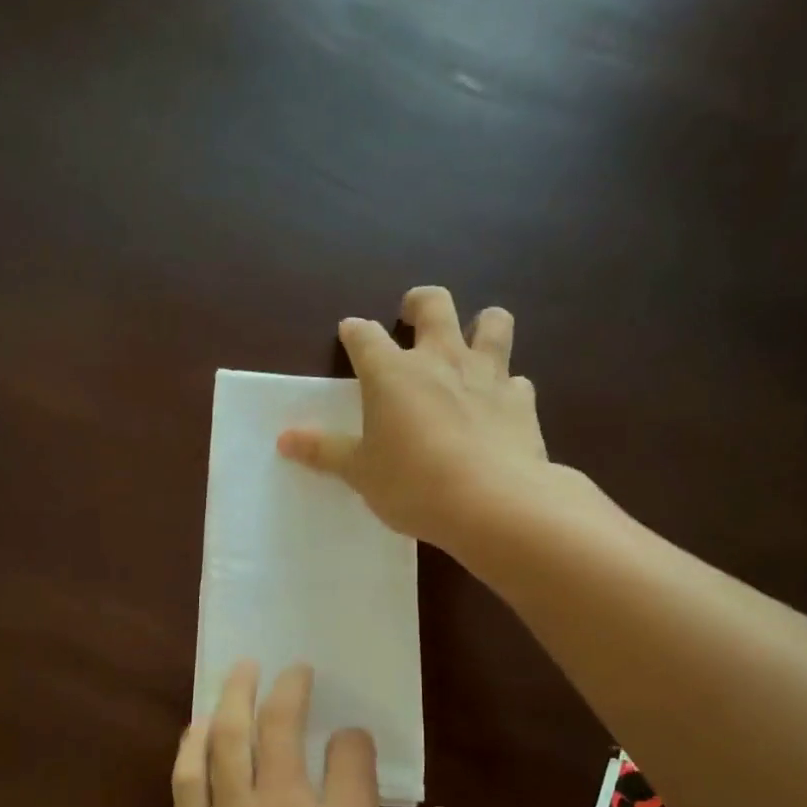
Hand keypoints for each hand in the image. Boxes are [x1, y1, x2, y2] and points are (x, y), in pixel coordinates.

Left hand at [159, 660, 451, 806]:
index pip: (351, 752)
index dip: (355, 741)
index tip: (354, 748)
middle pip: (282, 725)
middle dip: (291, 688)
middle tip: (295, 669)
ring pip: (229, 737)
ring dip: (235, 695)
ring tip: (242, 668)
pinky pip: (188, 776)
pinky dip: (192, 742)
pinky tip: (198, 724)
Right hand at [277, 285, 552, 552]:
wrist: (493, 503)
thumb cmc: (413, 485)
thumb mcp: (360, 473)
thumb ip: (324, 451)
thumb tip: (284, 439)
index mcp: (392, 373)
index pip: (365, 336)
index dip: (355, 332)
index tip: (350, 334)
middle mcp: (441, 359)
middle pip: (434, 305)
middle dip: (419, 303)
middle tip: (411, 315)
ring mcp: (487, 375)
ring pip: (493, 322)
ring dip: (481, 324)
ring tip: (471, 343)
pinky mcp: (522, 401)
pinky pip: (517, 379)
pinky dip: (507, 386)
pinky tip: (500, 406)